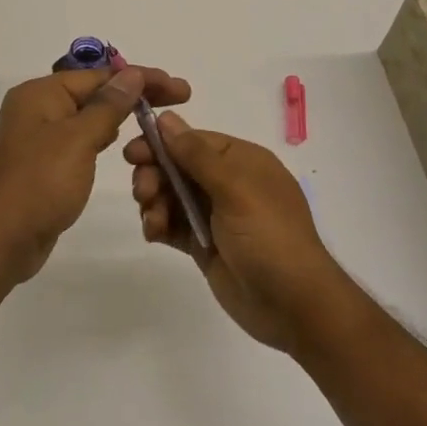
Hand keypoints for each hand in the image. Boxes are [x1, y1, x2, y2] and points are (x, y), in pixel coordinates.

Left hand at [0, 65, 191, 284]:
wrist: (0, 241)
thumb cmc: (40, 183)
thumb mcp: (78, 140)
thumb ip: (108, 106)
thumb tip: (132, 75)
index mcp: (41, 94)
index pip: (100, 75)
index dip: (142, 79)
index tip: (180, 89)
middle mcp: (37, 109)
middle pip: (95, 93)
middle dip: (135, 96)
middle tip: (179, 101)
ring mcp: (39, 138)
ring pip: (88, 118)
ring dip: (120, 117)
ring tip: (156, 123)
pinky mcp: (44, 164)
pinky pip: (80, 141)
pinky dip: (103, 138)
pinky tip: (123, 146)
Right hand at [125, 112, 359, 351]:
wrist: (294, 307)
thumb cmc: (270, 238)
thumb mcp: (235, 189)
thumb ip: (197, 154)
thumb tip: (166, 118)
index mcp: (242, 161)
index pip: (193, 140)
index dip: (161, 144)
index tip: (132, 153)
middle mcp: (228, 183)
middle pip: (178, 167)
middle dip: (155, 175)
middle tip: (142, 193)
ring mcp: (216, 215)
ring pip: (171, 196)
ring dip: (154, 202)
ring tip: (153, 221)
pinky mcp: (205, 244)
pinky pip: (173, 224)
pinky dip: (159, 225)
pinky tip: (153, 233)